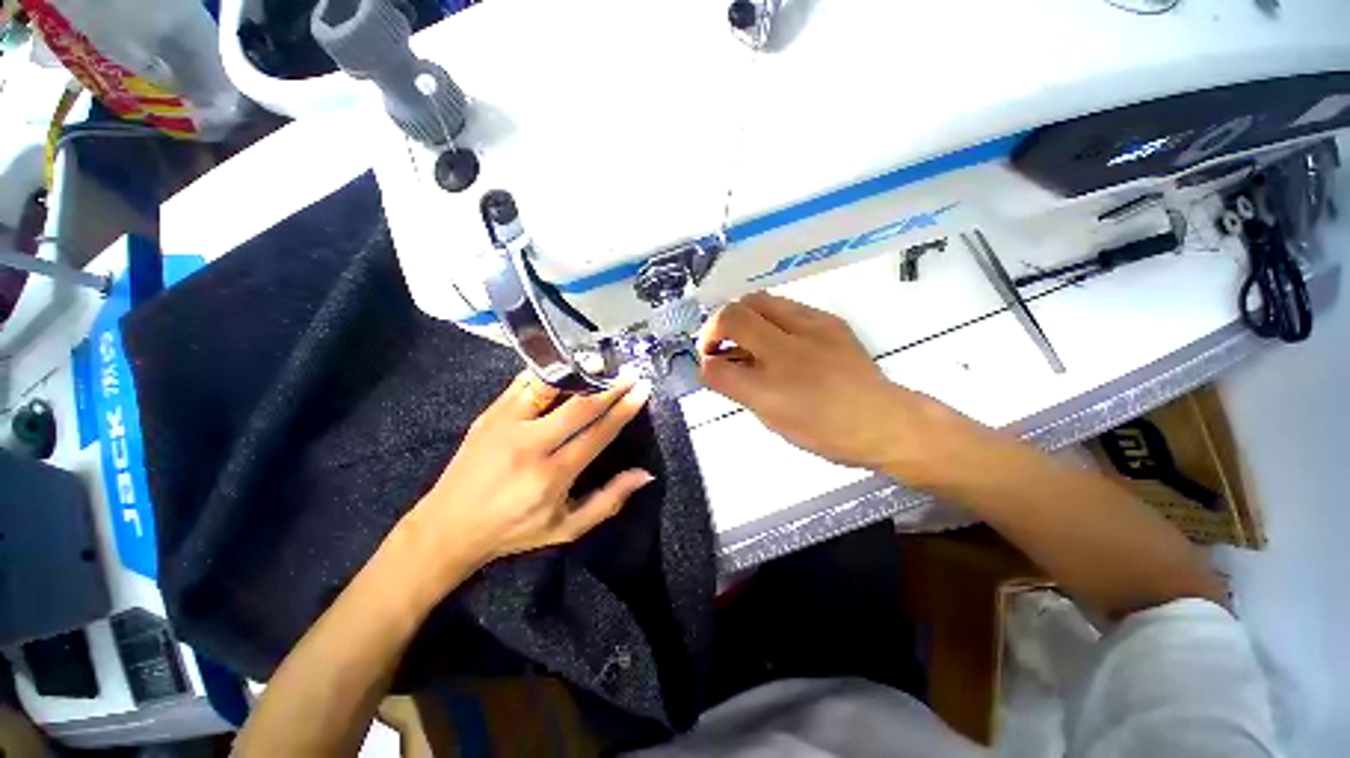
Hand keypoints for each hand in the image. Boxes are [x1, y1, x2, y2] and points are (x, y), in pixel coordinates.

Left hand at [400, 370, 654, 584]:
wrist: (447, 526)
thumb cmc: (514, 530)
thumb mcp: (567, 528)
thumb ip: (608, 501)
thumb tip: (645, 474)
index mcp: (552, 475)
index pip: (598, 432)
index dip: (623, 409)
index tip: (642, 390)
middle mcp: (530, 445)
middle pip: (579, 406)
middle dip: (610, 387)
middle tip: (630, 373)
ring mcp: (506, 424)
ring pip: (548, 387)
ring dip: (578, 371)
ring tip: (600, 362)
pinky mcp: (489, 415)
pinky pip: (523, 384)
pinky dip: (547, 372)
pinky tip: (564, 364)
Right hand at [698, 293, 974, 481]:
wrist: (883, 420)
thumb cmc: (824, 431)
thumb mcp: (772, 419)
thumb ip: (739, 390)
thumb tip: (717, 366)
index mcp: (771, 390)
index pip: (715, 365)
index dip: (704, 363)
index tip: (709, 365)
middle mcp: (787, 353)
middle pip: (732, 315)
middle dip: (714, 327)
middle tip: (719, 343)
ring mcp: (811, 329)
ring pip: (757, 300)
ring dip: (740, 315)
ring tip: (744, 333)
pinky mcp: (829, 319)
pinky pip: (785, 304)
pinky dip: (768, 315)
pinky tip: (776, 333)